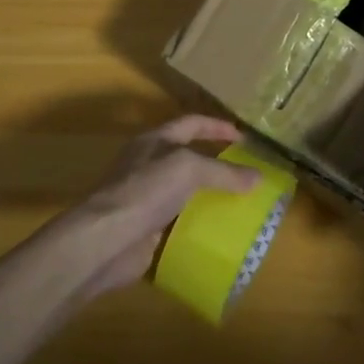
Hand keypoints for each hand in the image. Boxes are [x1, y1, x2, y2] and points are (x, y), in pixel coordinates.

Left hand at [66, 116, 259, 296]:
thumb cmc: (145, 191)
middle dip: (217, 165)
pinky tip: (220, 235)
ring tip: (241, 206)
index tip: (244, 138)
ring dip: (210, 199)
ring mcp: (146, 199)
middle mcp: (149, 166)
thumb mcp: (188, 169)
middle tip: (247, 176)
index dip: (217, 127)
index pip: (191, 124)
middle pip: (188, 159)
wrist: (107, 239)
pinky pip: (179, 225)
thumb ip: (223, 172)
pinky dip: (199, 228)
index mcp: (154, 141)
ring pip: (185, 194)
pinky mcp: (147, 230)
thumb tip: (257, 177)